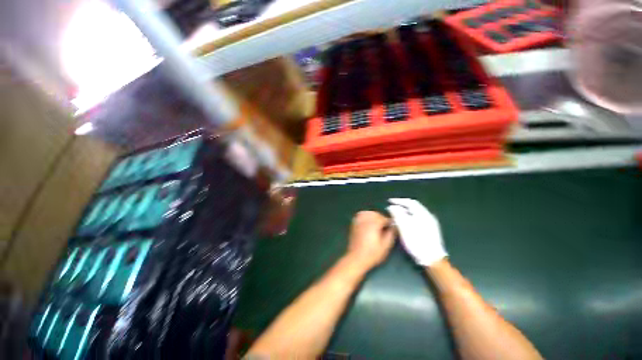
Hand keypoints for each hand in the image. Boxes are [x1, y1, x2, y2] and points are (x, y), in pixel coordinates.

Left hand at [346, 211, 395, 271]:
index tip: (392, 226)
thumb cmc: (372, 254)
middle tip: (385, 226)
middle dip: (381, 218)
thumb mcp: (385, 246)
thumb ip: (391, 234)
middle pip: (375, 214)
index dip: (389, 222)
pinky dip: (365, 216)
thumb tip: (394, 226)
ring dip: (373, 216)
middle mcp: (365, 221)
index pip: (383, 218)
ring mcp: (358, 222)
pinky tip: (368, 222)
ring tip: (377, 223)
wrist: (356, 258)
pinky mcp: (354, 224)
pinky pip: (360, 215)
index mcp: (373, 225)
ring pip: (367, 213)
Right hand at [386, 198, 446, 266]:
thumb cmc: (417, 241)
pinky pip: (418, 219)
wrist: (432, 258)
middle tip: (392, 208)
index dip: (399, 200)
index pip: (410, 202)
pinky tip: (404, 223)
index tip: (389, 201)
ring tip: (396, 215)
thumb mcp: (404, 227)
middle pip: (413, 207)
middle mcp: (428, 216)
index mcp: (423, 213)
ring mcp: (430, 223)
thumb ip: (397, 215)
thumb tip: (392, 207)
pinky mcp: (430, 230)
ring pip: (415, 213)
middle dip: (401, 206)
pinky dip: (409, 218)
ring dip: (405, 212)